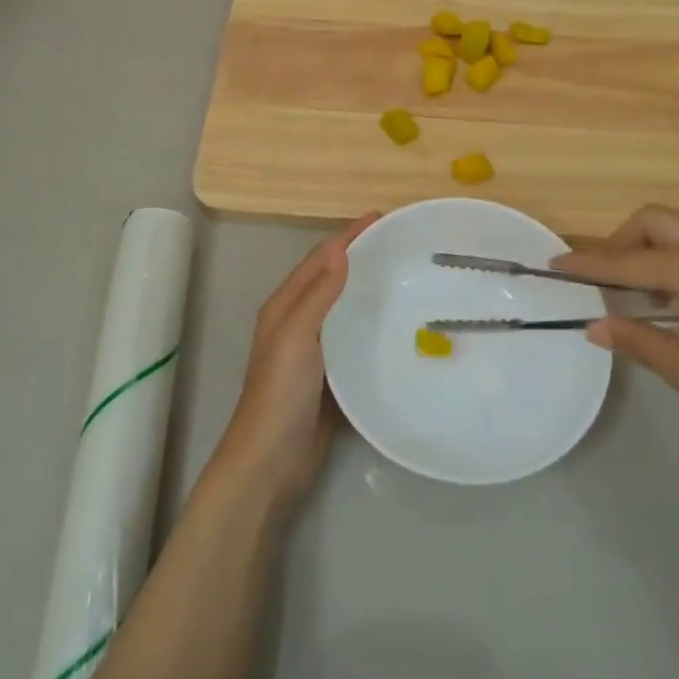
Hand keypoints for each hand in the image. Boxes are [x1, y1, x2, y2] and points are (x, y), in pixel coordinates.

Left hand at [214, 214, 378, 505]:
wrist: (271, 460)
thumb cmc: (279, 394)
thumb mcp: (296, 337)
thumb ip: (317, 294)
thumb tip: (340, 248)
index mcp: (285, 307)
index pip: (320, 259)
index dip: (347, 237)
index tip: (382, 218)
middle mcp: (298, 322)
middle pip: (332, 279)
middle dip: (361, 257)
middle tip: (401, 244)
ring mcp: (315, 351)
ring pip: (345, 309)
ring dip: (368, 290)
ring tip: (407, 278)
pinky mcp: (331, 377)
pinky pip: (355, 341)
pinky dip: (373, 327)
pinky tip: (399, 328)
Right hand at [555, 205, 678, 473]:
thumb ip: (640, 342)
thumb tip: (593, 326)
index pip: (628, 261)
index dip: (587, 265)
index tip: (553, 265)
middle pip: (655, 221)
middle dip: (621, 241)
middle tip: (602, 280)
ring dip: (649, 247)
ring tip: (635, 292)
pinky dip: (676, 255)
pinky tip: (675, 298)